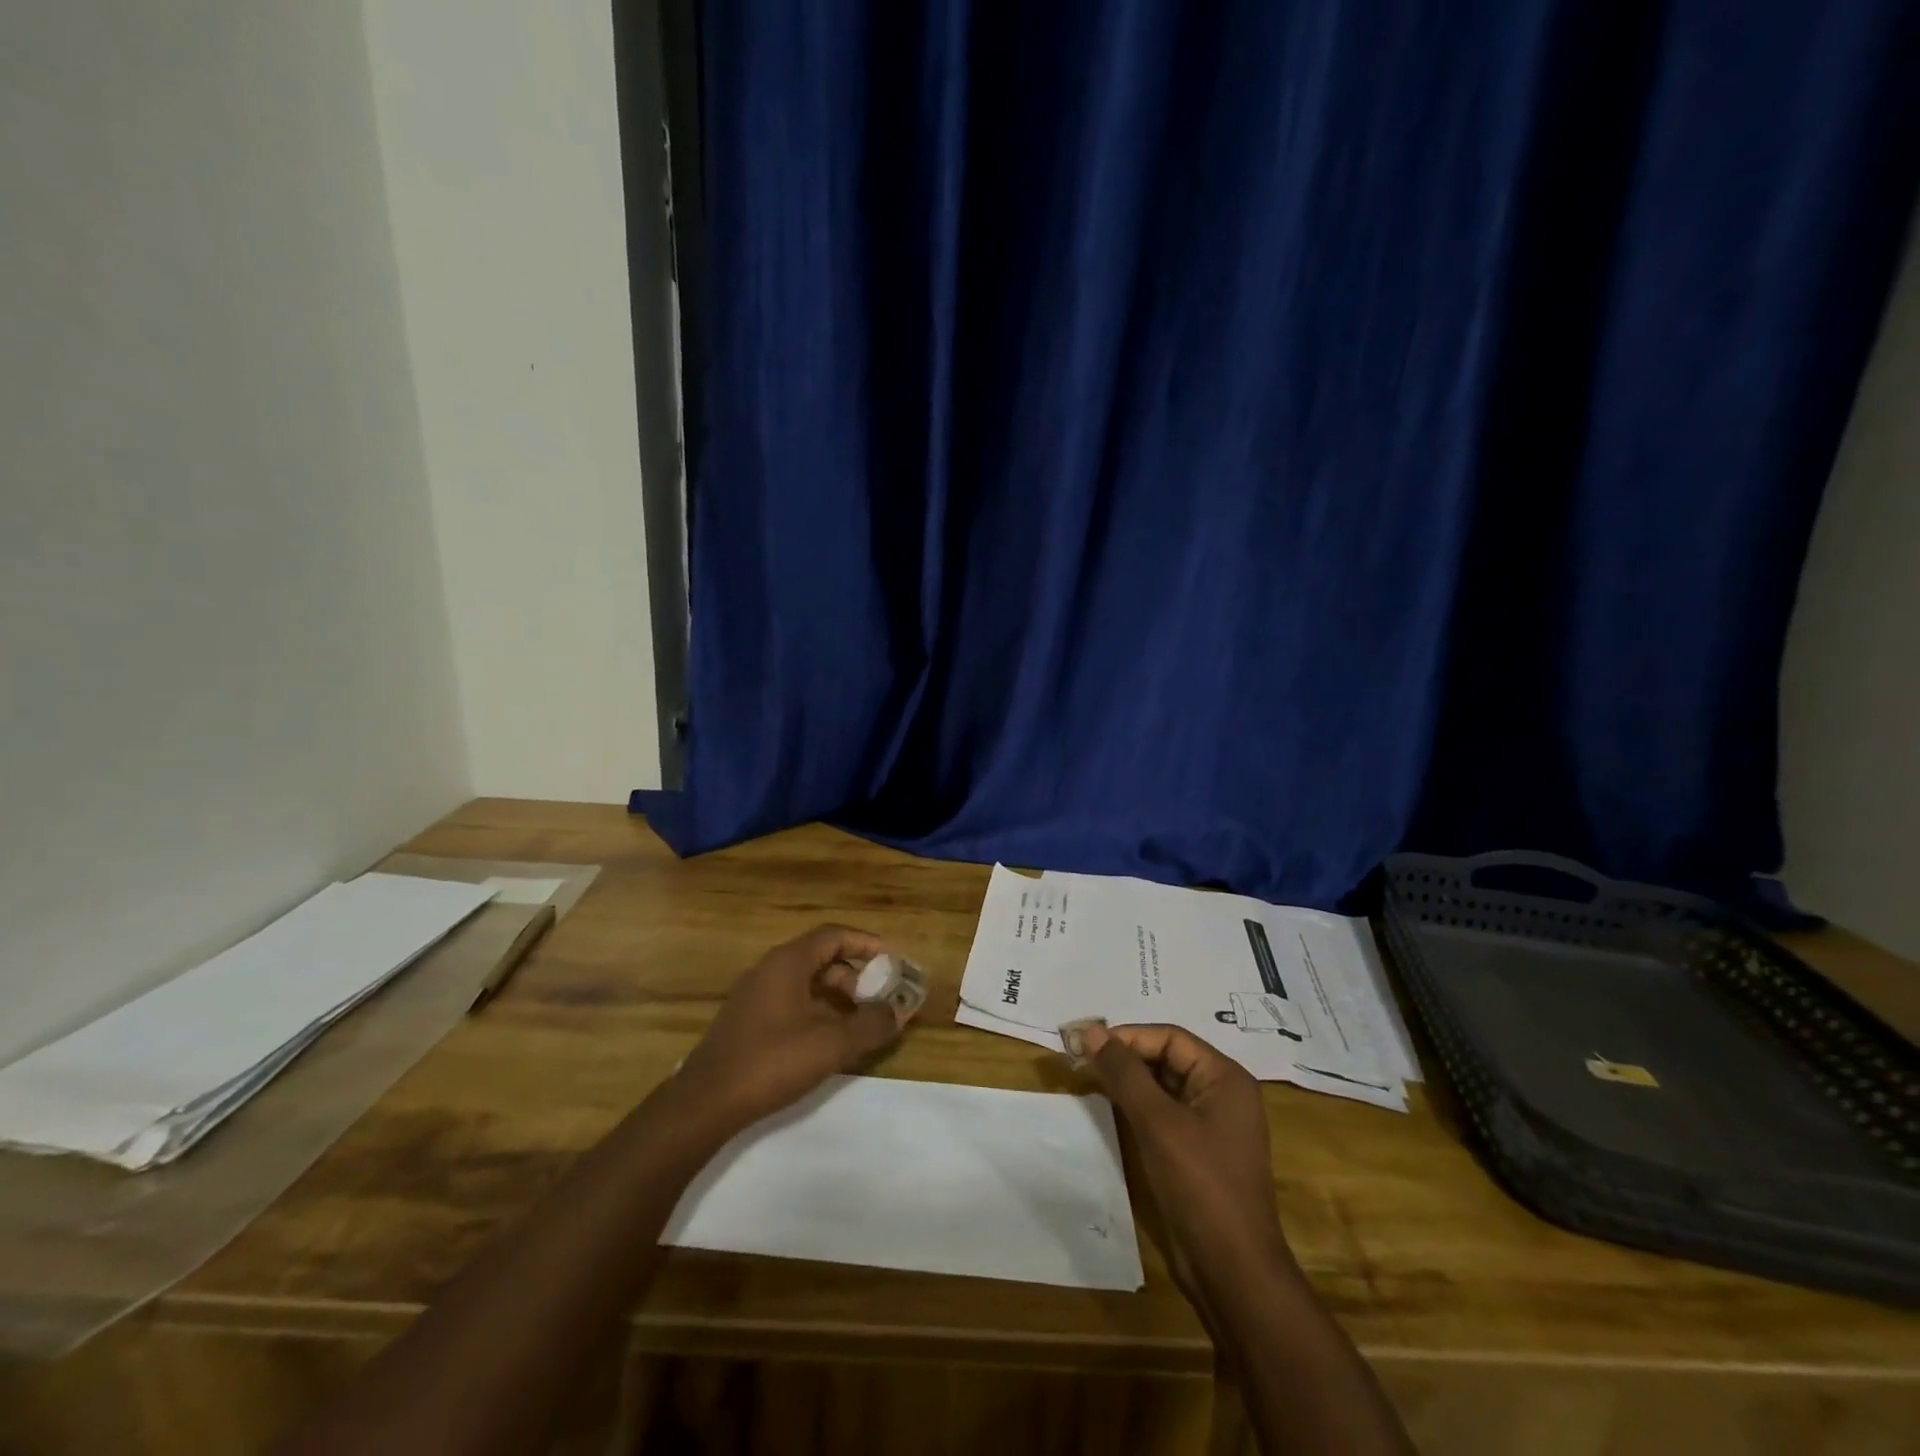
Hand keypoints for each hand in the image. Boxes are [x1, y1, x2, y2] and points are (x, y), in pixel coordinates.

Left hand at [675, 925, 909, 1128]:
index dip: (866, 944)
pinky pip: (790, 1001)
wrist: (705, 1103)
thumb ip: (871, 1025)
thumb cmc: (771, 1062)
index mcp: (788, 962)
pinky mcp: (746, 1020)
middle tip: (879, 998)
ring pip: (805, 982)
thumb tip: (900, 1012)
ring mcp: (754, 994)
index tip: (891, 960)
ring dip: (836, 996)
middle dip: (855, 975)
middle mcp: (769, 969)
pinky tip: (827, 1040)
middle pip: (821, 957)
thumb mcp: (831, 1045)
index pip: (834, 935)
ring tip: (860, 1022)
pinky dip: (816, 1010)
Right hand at [1080, 1024, 1293, 1301]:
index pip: (1169, 1037)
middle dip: (1124, 1056)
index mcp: (1224, 1078)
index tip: (1086, 1042)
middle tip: (1080, 1058)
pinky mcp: (1198, 1152)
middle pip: (1167, 1058)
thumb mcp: (1158, 1122)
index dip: (1127, 1036)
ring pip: (1163, 1086)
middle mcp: (1222, 1094)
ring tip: (1087, 1077)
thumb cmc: (1200, 1186)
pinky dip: (1137, 1106)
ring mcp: (1211, 1125)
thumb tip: (1091, 1030)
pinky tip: (1109, 1107)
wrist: (1233, 1272)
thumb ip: (1124, 1072)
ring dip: (1127, 1081)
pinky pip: (1164, 1114)